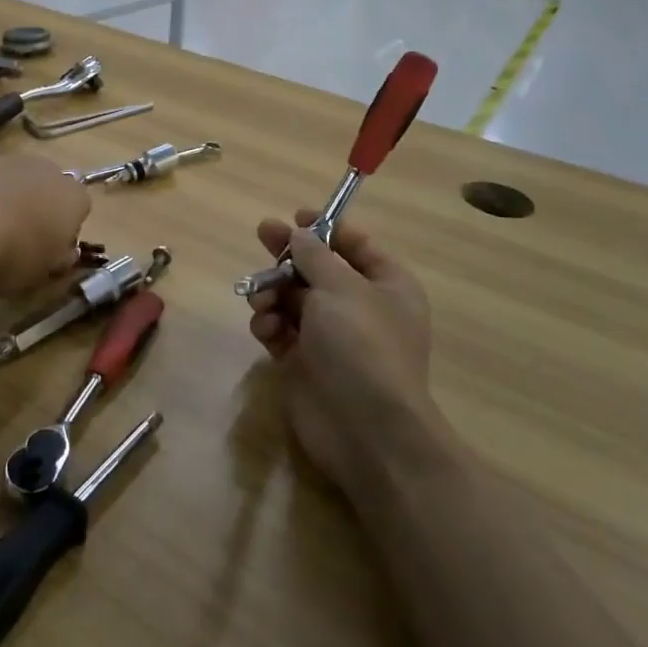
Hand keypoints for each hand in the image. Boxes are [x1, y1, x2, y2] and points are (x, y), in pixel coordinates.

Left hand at [0, 154, 90, 297]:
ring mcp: (12, 162)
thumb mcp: (41, 274)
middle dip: (38, 212)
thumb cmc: (14, 253)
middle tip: (18, 243)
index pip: (79, 211)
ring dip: (7, 203)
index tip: (47, 254)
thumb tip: (62, 254)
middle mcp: (49, 171)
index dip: (64, 233)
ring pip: (17, 185)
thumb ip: (56, 261)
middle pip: (48, 192)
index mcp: (75, 198)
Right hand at [247, 211, 436, 488]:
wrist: (365, 430)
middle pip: (318, 269)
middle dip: (288, 256)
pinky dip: (269, 325)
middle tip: (261, 235)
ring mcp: (332, 337)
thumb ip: (314, 254)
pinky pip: (280, 330)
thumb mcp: (340, 286)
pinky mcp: (304, 362)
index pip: (356, 245)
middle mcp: (360, 308)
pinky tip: (265, 331)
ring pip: (293, 298)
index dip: (327, 228)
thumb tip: (298, 234)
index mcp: (386, 285)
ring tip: (261, 301)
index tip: (296, 216)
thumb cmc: (362, 344)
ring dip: (273, 292)